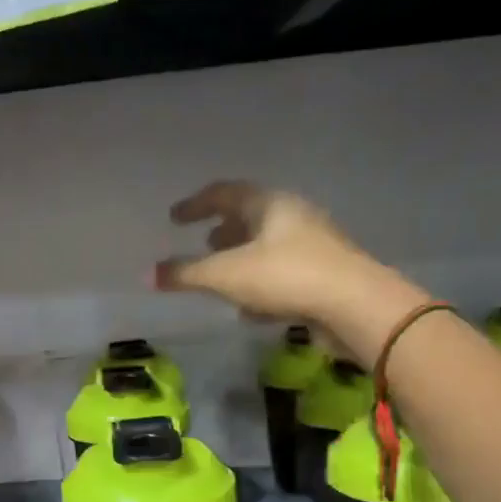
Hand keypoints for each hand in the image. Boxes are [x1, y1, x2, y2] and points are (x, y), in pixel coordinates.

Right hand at [156, 180, 416, 325]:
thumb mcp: (226, 275)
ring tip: (222, 275)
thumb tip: (146, 274)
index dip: (197, 204)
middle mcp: (294, 216)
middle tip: (203, 242)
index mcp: (270, 204)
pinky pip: (283, 272)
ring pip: (268, 246)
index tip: (175, 217)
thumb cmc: (285, 277)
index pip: (225, 193)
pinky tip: (250, 308)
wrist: (354, 305)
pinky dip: (260, 282)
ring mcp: (313, 245)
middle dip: (223, 230)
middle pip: (251, 217)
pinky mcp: (324, 275)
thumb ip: (185, 274)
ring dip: (242, 257)